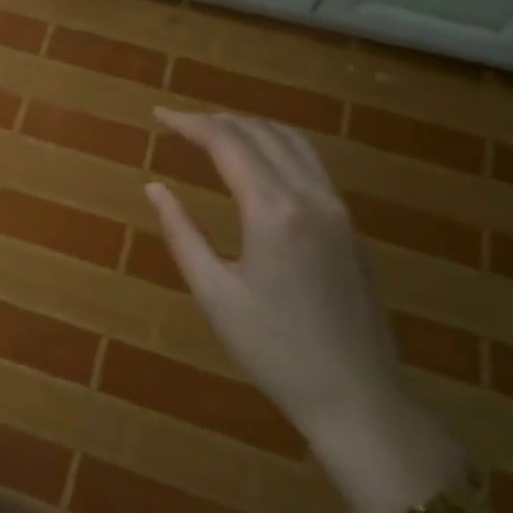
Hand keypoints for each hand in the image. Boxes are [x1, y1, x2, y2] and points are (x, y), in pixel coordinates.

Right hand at [144, 110, 403, 443]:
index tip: (158, 116)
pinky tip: (258, 161)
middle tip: (177, 123)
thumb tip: (154, 188)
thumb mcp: (214, 294)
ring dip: (250, 127)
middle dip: (216, 121)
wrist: (357, 396)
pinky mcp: (349, 225)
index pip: (228, 144)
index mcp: (273, 211)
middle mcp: (310, 196)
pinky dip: (277, 146)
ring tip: (213, 132)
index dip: (190, 123)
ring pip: (292, 142)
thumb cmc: (274, 350)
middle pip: (261, 133)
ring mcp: (337, 209)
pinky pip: (311, 163)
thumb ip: (182, 233)